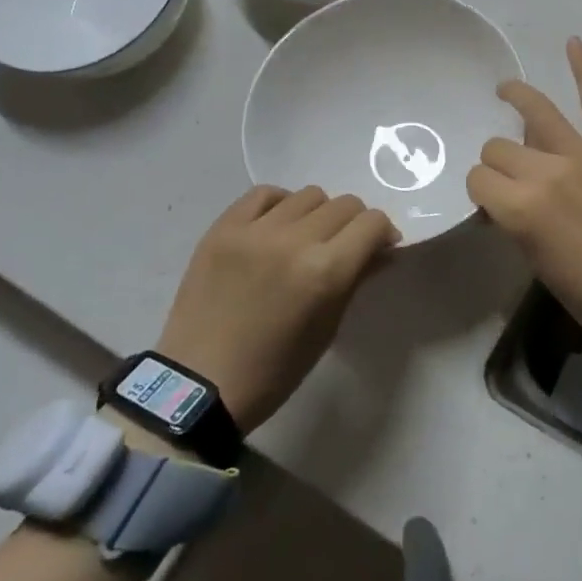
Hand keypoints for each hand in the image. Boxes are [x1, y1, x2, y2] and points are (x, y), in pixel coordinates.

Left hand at [150, 185, 396, 432]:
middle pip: (345, 204)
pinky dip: (279, 204)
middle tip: (343, 246)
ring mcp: (255, 231)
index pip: (372, 223)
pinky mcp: (223, 229)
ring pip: (309, 195)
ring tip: (305, 237)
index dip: (382, 233)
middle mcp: (294, 241)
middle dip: (354, 224)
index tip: (378, 247)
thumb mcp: (328, 329)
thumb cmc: (274, 370)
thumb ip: (357, 279)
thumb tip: (383, 249)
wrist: (198, 385)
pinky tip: (276, 226)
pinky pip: (263, 194)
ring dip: (318, 214)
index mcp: (325, 272)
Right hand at [466, 37, 581, 327]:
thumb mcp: (533, 258)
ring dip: (517, 98)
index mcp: (519, 207)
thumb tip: (502, 198)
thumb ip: (513, 219)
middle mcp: (542, 172)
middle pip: (499, 147)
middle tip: (511, 173)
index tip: (492, 200)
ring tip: (506, 91)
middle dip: (498, 161)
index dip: (481, 189)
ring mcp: (578, 151)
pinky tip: (572, 43)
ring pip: (534, 114)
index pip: (478, 179)